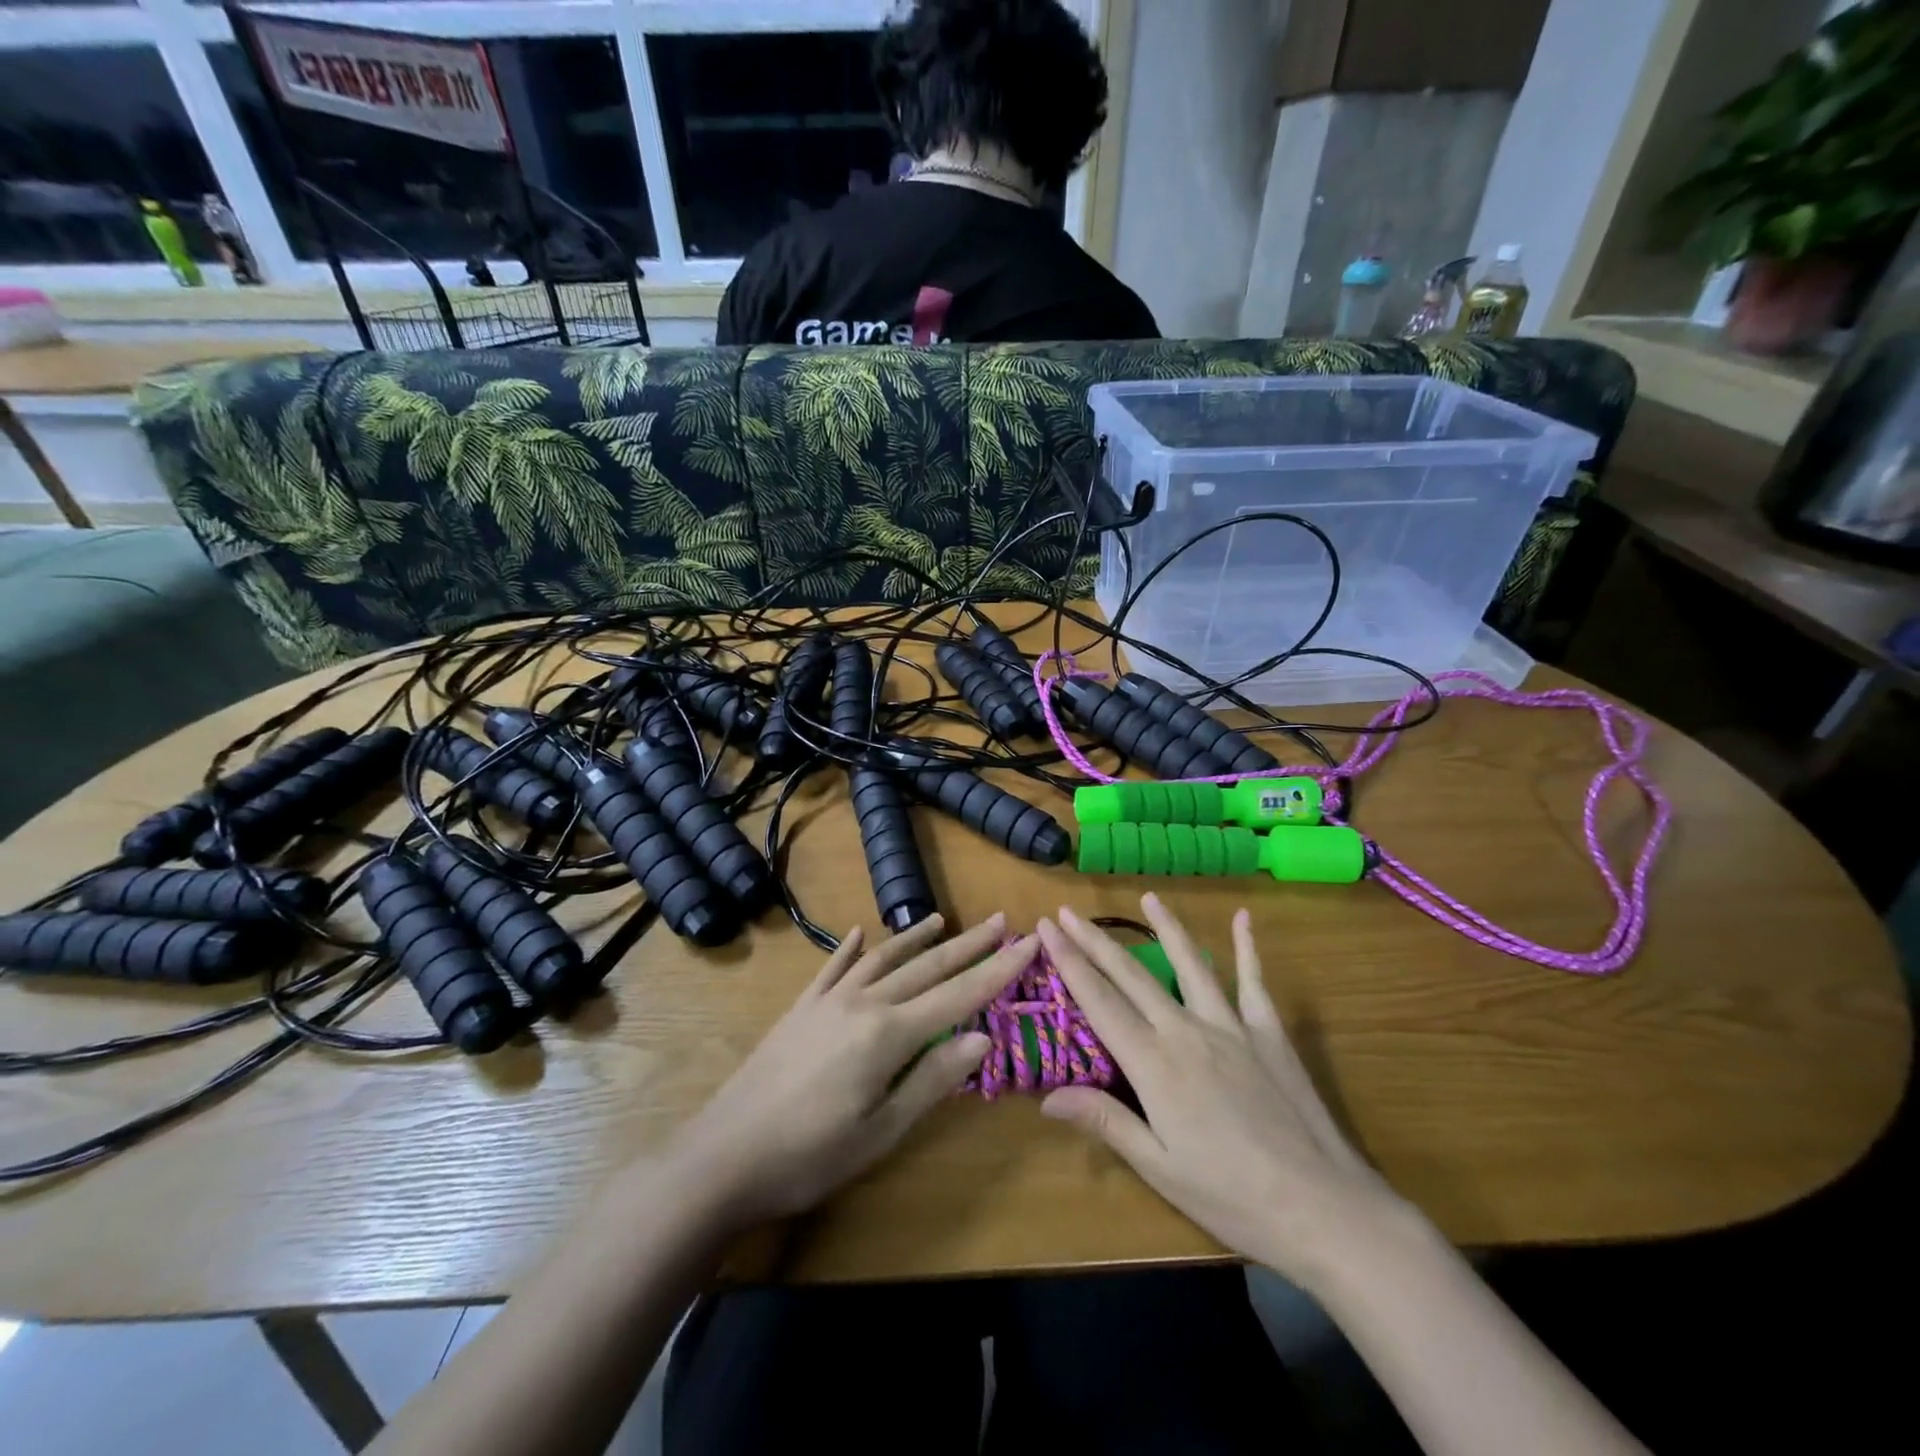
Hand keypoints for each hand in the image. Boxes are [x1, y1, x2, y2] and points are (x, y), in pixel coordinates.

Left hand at [663, 913, 1034, 1229]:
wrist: (723, 1155)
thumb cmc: (811, 1155)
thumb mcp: (882, 1130)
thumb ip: (933, 1079)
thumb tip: (983, 1036)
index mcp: (888, 1034)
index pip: (958, 995)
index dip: (998, 971)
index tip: (1030, 944)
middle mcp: (862, 1003)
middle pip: (926, 967)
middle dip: (968, 945)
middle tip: (1001, 921)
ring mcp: (828, 1001)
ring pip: (883, 958)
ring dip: (917, 939)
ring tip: (944, 920)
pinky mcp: (801, 1008)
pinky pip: (833, 967)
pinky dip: (852, 947)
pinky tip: (862, 932)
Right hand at [1038, 895, 1406, 1289]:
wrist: (1322, 1208)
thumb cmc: (1231, 1197)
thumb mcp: (1159, 1168)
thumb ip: (1105, 1121)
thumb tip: (1046, 1096)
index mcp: (1153, 1063)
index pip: (1099, 1001)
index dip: (1069, 962)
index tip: (1047, 928)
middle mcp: (1186, 1031)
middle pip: (1131, 975)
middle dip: (1095, 941)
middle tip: (1068, 911)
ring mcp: (1231, 1026)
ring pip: (1190, 964)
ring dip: (1166, 928)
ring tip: (1148, 897)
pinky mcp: (1268, 1033)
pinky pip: (1253, 982)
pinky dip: (1247, 948)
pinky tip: (1243, 919)